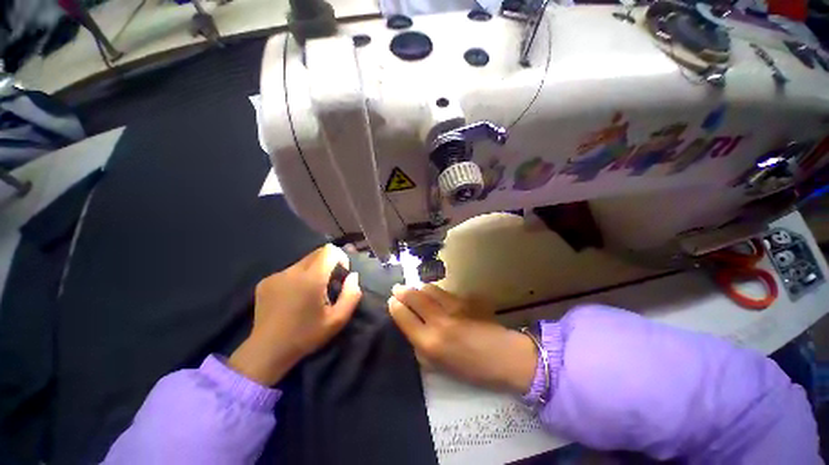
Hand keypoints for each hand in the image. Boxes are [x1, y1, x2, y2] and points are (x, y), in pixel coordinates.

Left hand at [229, 245, 361, 385]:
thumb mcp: (337, 320)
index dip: (340, 257)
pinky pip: (289, 271)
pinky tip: (293, 298)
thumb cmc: (306, 336)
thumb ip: (351, 295)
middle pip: (316, 253)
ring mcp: (276, 275)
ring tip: (310, 293)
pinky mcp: (265, 282)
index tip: (341, 274)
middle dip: (328, 263)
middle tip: (329, 284)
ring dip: (313, 271)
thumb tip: (353, 276)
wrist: (266, 352)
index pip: (329, 250)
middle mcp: (292, 271)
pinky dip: (298, 278)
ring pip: (303, 262)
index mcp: (311, 279)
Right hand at [388, 284, 536, 394]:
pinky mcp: (465, 299)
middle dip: (402, 291)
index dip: (394, 306)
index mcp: (429, 343)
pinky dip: (435, 291)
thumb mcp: (438, 367)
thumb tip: (409, 326)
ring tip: (415, 290)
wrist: (503, 357)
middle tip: (397, 288)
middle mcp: (438, 321)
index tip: (391, 301)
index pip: (403, 316)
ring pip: (429, 289)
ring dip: (418, 288)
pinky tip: (434, 294)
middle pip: (414, 297)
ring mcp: (453, 307)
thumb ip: (420, 346)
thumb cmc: (470, 369)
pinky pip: (444, 291)